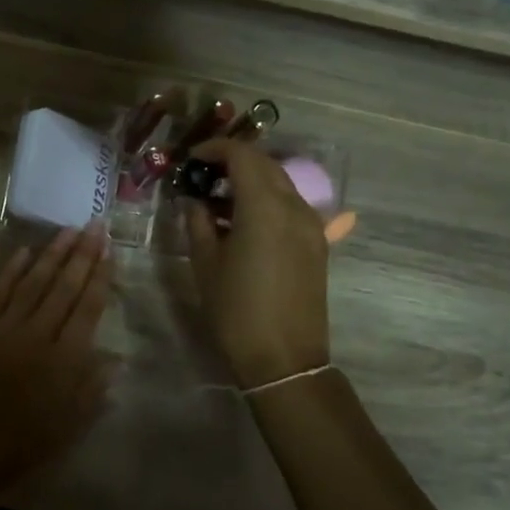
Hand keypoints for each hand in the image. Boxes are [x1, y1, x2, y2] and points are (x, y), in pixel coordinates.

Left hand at [0, 228, 112, 501]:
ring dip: (52, 254)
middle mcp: (37, 335)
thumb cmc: (17, 447)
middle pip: (63, 286)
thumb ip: (93, 391)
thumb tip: (117, 359)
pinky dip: (11, 270)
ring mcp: (3, 328)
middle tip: (94, 225)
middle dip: (82, 254)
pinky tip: (24, 252)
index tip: (109, 250)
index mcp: (64, 361)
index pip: (87, 307)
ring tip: (68, 230)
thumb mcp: (66, 429)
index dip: (100, 276)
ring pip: (33, 282)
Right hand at [183, 142, 330, 388]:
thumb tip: (194, 201)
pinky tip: (244, 222)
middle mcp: (294, 206)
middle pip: (265, 164)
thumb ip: (197, 222)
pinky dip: (267, 200)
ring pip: (280, 183)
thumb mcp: (205, 264)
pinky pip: (291, 205)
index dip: (215, 149)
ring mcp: (311, 224)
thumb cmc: (237, 311)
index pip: (243, 155)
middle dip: (233, 161)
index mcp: (264, 206)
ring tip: (219, 200)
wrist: (285, 360)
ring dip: (251, 180)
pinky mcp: (317, 243)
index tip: (192, 160)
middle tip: (203, 176)